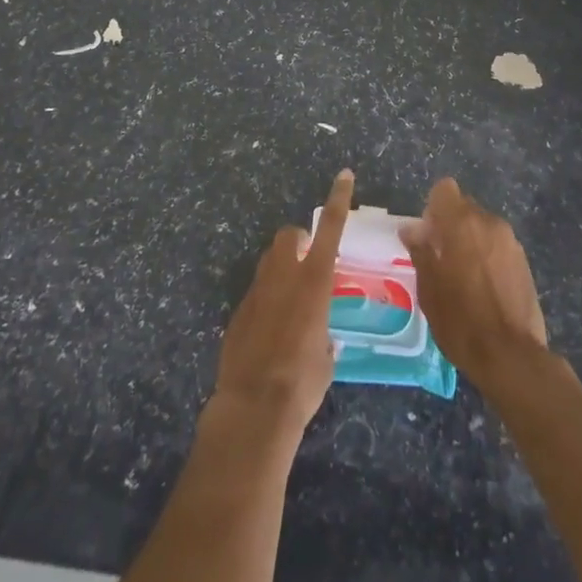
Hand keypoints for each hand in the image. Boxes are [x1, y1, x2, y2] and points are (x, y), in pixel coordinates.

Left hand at [214, 169, 352, 434]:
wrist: (253, 406)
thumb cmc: (302, 382)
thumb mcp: (326, 357)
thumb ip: (324, 335)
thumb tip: (322, 339)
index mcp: (315, 282)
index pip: (330, 229)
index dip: (338, 199)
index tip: (344, 175)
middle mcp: (284, 276)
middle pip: (290, 235)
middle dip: (299, 240)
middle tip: (308, 262)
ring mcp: (257, 291)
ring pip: (269, 261)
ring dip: (282, 269)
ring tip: (290, 300)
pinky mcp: (238, 312)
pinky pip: (256, 293)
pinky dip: (266, 302)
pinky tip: (270, 334)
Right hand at [399, 178, 547, 388]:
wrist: (511, 356)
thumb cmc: (461, 320)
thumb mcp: (429, 288)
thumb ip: (420, 251)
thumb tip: (411, 229)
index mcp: (462, 223)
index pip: (445, 190)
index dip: (433, 208)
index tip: (428, 236)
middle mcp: (489, 223)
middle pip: (465, 208)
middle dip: (451, 225)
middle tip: (441, 259)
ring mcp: (511, 242)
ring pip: (483, 227)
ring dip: (470, 241)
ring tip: (463, 278)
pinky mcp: (524, 262)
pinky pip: (498, 246)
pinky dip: (487, 257)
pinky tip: (484, 289)